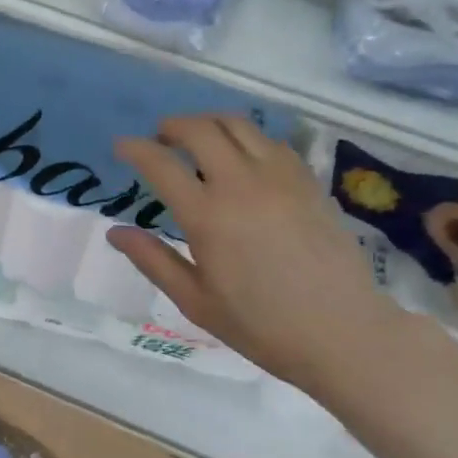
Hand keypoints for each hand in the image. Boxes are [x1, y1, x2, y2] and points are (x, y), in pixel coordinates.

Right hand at [110, 115, 402, 394]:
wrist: (343, 333)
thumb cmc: (261, 325)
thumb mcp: (196, 301)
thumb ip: (153, 260)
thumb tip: (115, 233)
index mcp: (207, 216)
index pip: (160, 163)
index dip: (134, 148)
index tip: (121, 147)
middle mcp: (241, 183)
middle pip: (199, 129)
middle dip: (171, 126)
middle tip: (160, 139)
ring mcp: (279, 177)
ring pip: (237, 124)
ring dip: (209, 123)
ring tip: (198, 141)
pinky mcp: (307, 180)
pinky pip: (270, 140)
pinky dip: (246, 138)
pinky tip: (242, 160)